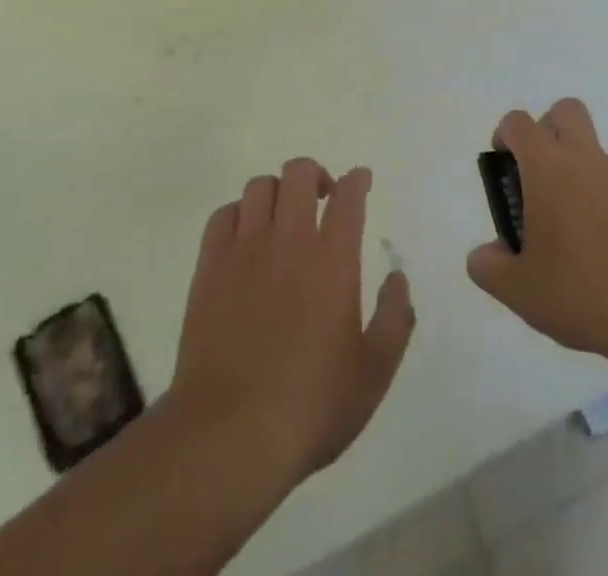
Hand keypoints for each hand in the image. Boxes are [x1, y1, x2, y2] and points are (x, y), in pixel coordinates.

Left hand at [169, 160, 414, 486]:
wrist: (229, 435)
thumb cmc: (310, 406)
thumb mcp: (373, 374)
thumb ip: (393, 319)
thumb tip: (398, 278)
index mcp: (333, 260)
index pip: (348, 197)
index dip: (357, 181)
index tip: (361, 181)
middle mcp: (289, 240)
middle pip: (299, 173)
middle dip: (316, 175)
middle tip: (323, 198)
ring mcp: (244, 250)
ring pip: (260, 186)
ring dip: (278, 192)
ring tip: (283, 217)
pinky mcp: (209, 267)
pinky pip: (223, 215)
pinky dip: (239, 214)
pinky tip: (245, 237)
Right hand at [467, 99, 607, 360]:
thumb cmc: (581, 290)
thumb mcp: (520, 290)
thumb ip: (490, 268)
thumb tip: (483, 255)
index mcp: (548, 166)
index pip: (518, 123)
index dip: (506, 135)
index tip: (505, 164)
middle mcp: (586, 159)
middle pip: (566, 111)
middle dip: (549, 129)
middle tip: (541, 174)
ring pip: (596, 153)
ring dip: (582, 174)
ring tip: (577, 232)